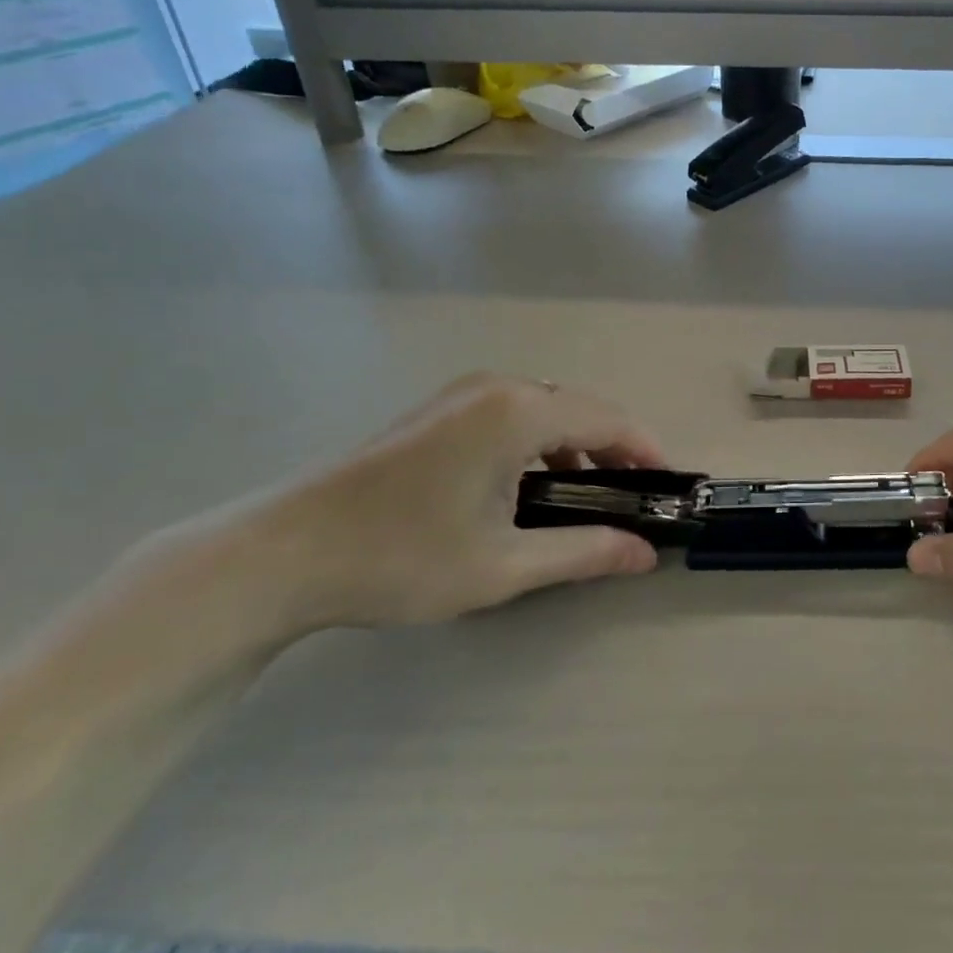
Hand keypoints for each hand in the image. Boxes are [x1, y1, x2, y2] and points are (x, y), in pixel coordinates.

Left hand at [261, 374, 664, 628]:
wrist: (285, 553)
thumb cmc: (403, 557)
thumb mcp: (504, 565)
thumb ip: (583, 552)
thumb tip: (643, 554)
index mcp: (518, 411)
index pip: (608, 419)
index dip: (646, 451)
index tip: (667, 489)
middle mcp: (496, 387)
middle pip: (579, 408)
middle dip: (614, 450)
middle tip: (632, 499)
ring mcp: (462, 393)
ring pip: (545, 408)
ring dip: (576, 446)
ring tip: (587, 495)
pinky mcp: (439, 409)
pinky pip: (512, 413)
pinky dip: (539, 442)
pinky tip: (529, 485)